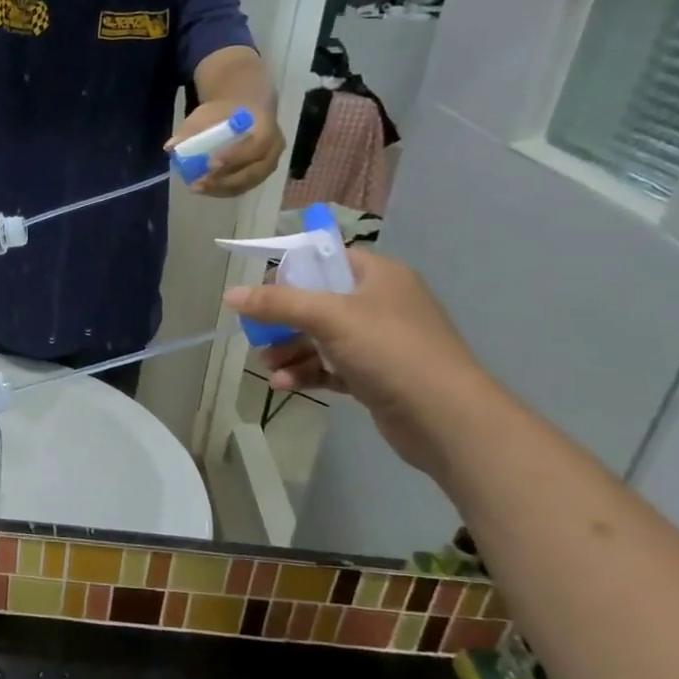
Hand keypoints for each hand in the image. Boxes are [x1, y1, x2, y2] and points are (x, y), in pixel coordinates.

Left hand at [167, 101, 283, 197]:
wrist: (244, 111)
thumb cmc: (225, 112)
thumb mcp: (208, 114)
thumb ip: (191, 129)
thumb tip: (170, 147)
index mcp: (266, 128)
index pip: (255, 147)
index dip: (234, 157)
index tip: (210, 164)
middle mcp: (273, 149)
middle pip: (252, 172)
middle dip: (224, 180)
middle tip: (199, 182)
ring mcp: (269, 165)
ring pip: (247, 183)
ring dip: (221, 189)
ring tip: (197, 187)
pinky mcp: (259, 176)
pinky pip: (243, 187)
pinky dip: (223, 190)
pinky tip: (205, 189)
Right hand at [226, 251, 496, 478]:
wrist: (447, 419)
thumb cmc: (390, 351)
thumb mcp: (329, 318)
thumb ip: (278, 304)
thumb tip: (230, 294)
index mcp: (378, 276)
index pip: (325, 259)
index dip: (291, 272)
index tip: (262, 294)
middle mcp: (380, 303)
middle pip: (317, 301)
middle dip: (283, 321)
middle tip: (257, 335)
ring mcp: (380, 342)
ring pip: (321, 338)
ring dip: (290, 350)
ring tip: (267, 366)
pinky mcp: (376, 376)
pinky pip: (331, 367)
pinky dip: (307, 372)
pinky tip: (284, 385)